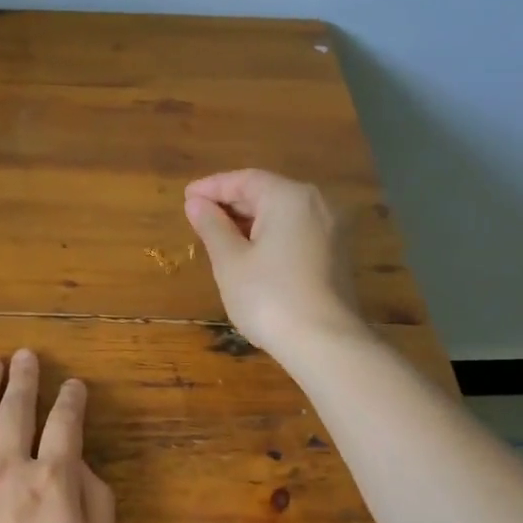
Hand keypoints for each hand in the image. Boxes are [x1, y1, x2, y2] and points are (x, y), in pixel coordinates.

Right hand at [184, 169, 362, 357]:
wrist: (324, 343)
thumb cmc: (269, 297)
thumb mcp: (230, 261)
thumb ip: (212, 227)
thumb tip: (196, 204)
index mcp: (290, 197)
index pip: (245, 180)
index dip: (212, 187)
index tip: (186, 197)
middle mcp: (317, 204)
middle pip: (267, 193)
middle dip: (231, 204)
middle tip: (198, 217)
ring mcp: (331, 230)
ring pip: (282, 214)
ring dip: (249, 221)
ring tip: (218, 236)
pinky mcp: (336, 255)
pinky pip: (296, 233)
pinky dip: (270, 236)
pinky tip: (250, 254)